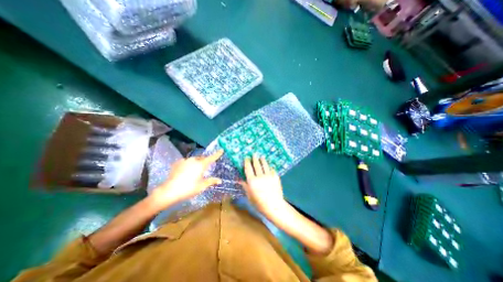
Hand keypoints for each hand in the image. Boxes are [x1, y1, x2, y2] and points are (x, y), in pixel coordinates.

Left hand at [149, 151, 223, 210]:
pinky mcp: (177, 163)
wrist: (169, 191)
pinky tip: (186, 171)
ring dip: (197, 162)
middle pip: (202, 158)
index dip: (217, 154)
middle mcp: (194, 160)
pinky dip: (189, 164)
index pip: (211, 158)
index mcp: (201, 165)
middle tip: (206, 167)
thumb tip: (220, 180)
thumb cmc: (188, 189)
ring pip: (194, 159)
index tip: (221, 150)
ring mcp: (185, 160)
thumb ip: (211, 181)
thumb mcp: (202, 186)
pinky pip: (186, 161)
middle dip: (205, 161)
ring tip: (195, 170)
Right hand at [242, 155, 286, 216]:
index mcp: (252, 181)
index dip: (247, 162)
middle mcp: (260, 176)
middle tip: (254, 154)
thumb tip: (239, 179)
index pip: (248, 168)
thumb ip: (245, 186)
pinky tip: (269, 166)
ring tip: (261, 157)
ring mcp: (269, 175)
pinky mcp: (276, 176)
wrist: (274, 206)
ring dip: (262, 160)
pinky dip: (269, 167)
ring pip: (265, 165)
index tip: (246, 158)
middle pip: (256, 164)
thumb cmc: (259, 203)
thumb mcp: (249, 195)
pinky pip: (272, 169)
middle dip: (255, 158)